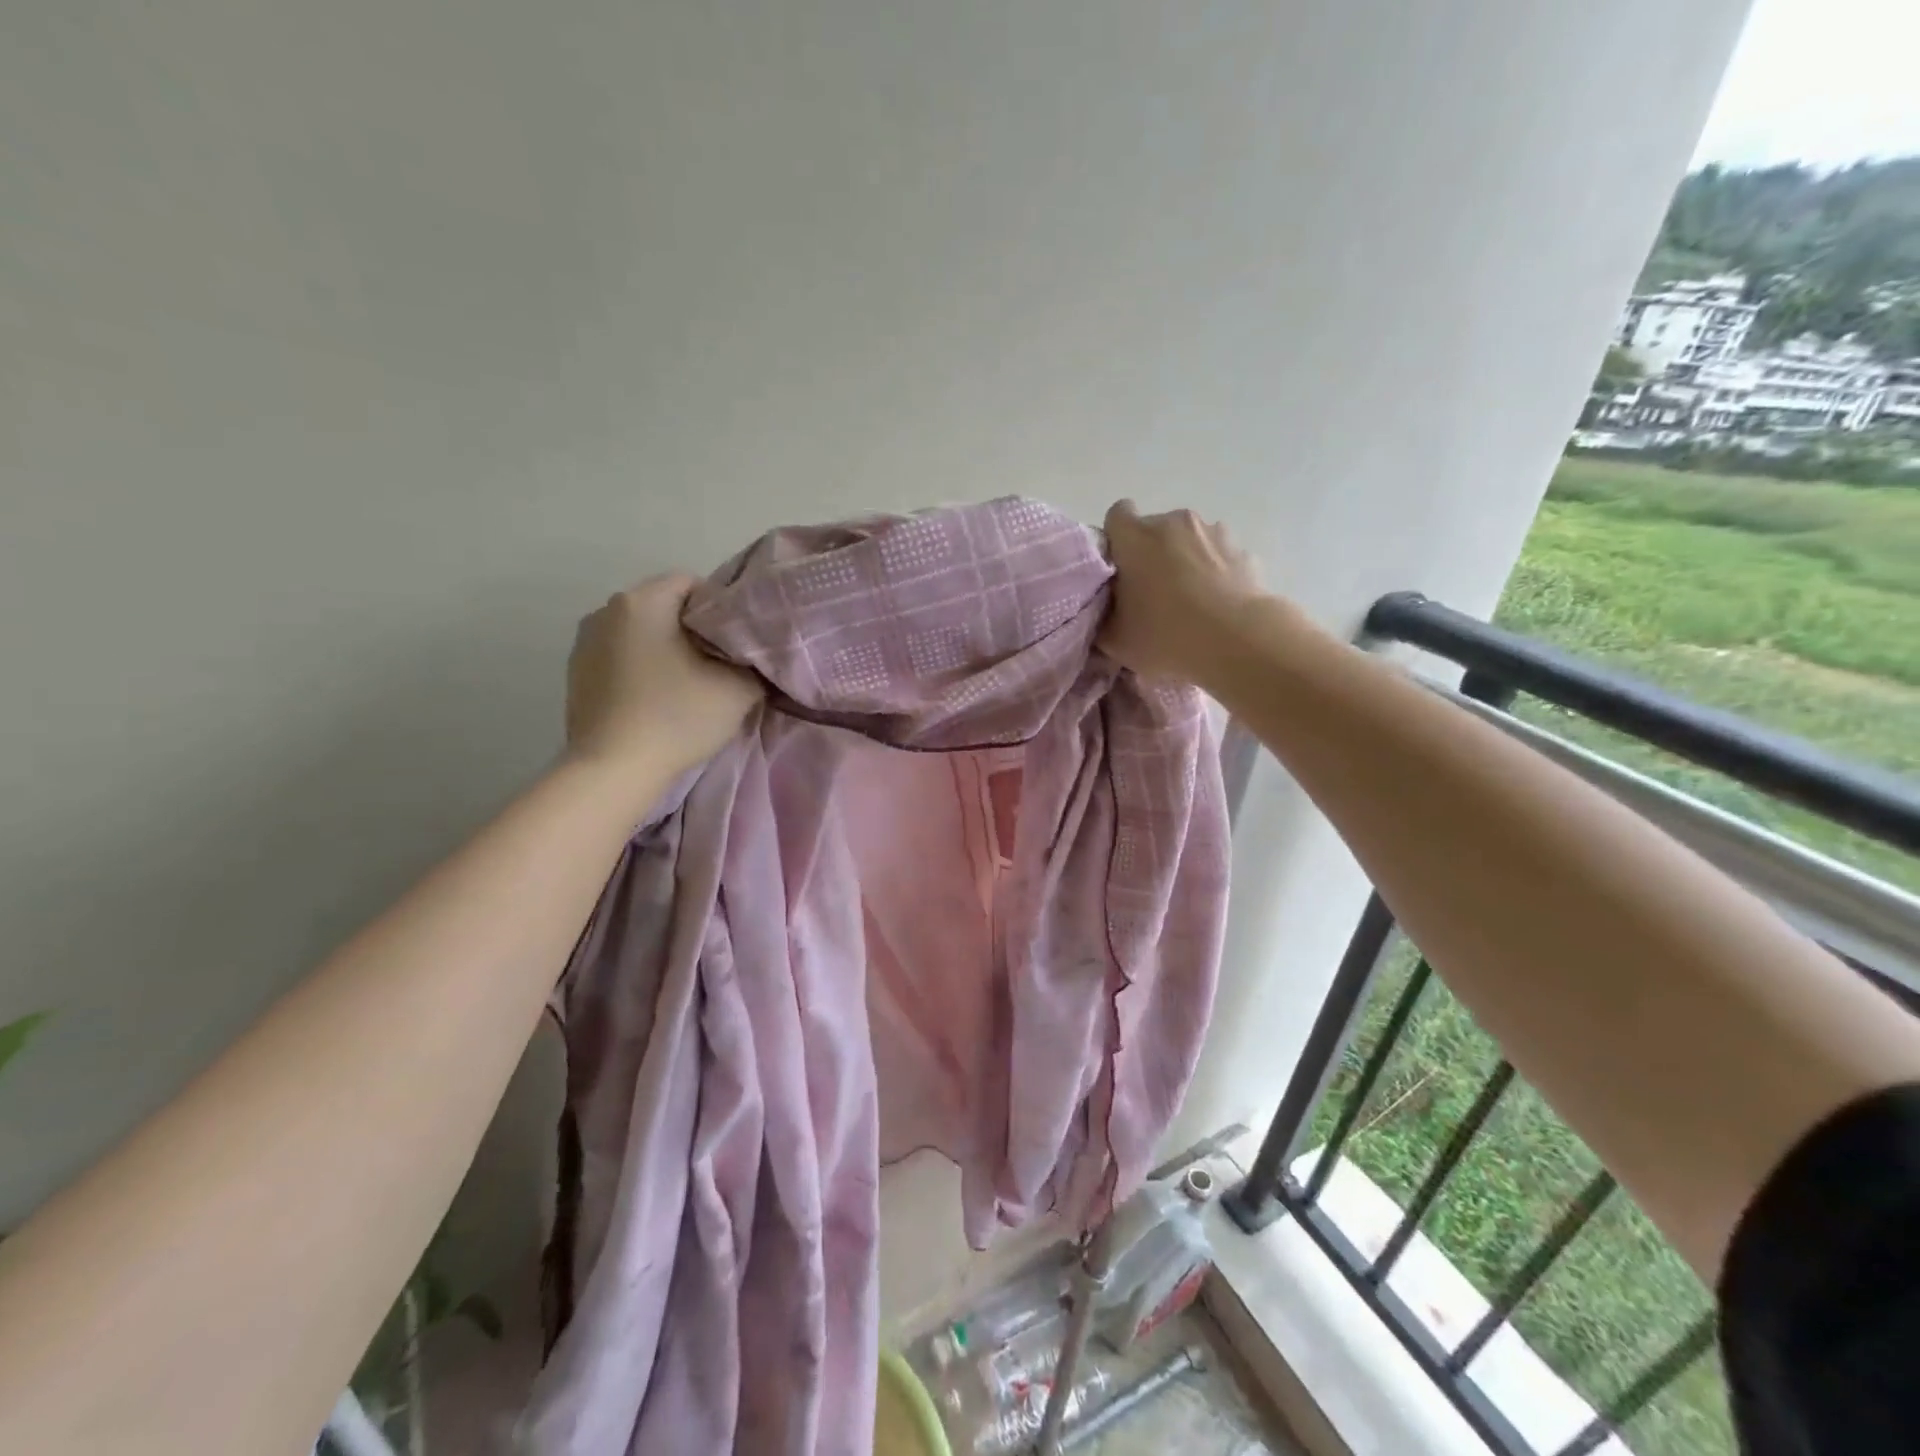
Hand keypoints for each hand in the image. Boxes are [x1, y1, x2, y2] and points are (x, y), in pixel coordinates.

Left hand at [566, 575, 762, 779]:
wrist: (614, 770)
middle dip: (692, 628)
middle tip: (720, 663)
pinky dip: (641, 668)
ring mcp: (584, 642)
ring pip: (641, 632)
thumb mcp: (739, 688)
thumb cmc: (677, 717)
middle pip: (664, 606)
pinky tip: (656, 698)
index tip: (737, 643)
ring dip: (665, 648)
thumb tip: (751, 656)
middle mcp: (606, 610)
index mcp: (642, 601)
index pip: (693, 583)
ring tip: (687, 683)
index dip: (721, 609)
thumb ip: (753, 661)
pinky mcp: (576, 674)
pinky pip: (621, 656)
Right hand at [1098, 500, 1264, 681]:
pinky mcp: (1244, 550)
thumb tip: (1106, 610)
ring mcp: (1214, 532)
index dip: (1116, 539)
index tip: (1119, 569)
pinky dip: (1215, 574)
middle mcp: (1174, 522)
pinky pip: (1218, 557)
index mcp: (1136, 537)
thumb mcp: (1115, 639)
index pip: (1117, 515)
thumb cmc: (1166, 635)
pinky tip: (1217, 606)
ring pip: (1189, 541)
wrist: (1239, 641)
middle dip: (1151, 554)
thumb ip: (1102, 617)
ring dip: (1185, 561)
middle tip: (1151, 595)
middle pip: (1154, 529)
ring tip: (1190, 602)